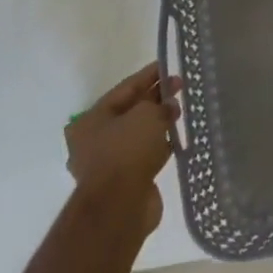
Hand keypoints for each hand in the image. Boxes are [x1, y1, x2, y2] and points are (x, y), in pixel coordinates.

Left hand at [64, 63, 177, 237]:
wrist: (120, 207)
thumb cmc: (127, 151)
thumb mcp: (146, 115)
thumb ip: (160, 104)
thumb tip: (169, 106)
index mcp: (91, 119)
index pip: (125, 88)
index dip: (149, 75)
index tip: (169, 66)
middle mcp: (94, 139)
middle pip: (130, 110)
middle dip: (155, 98)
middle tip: (180, 88)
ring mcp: (108, 162)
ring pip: (138, 133)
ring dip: (158, 122)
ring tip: (180, 111)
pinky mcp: (124, 180)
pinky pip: (144, 154)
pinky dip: (159, 145)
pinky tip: (176, 139)